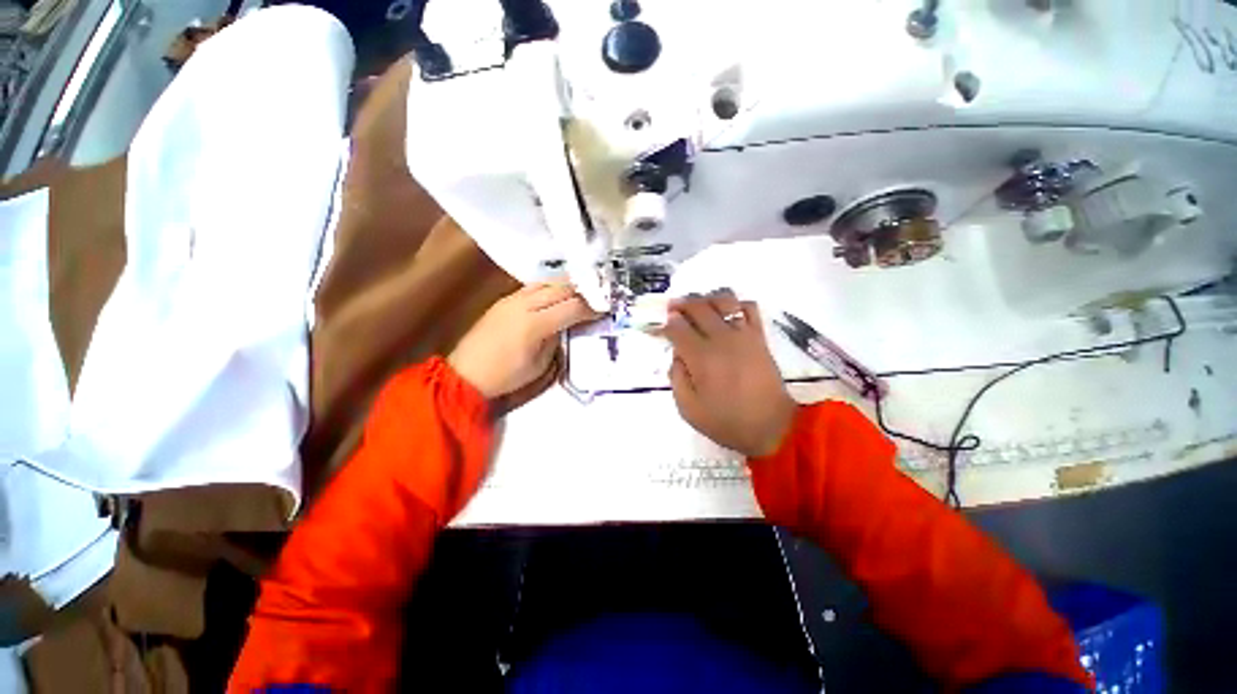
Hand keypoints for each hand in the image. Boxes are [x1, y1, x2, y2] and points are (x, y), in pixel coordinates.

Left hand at [449, 283, 598, 399]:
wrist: (466, 374)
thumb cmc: (506, 376)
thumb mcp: (540, 365)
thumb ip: (556, 340)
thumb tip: (567, 325)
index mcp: (535, 325)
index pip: (572, 308)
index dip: (591, 308)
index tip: (604, 309)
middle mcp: (524, 305)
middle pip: (561, 289)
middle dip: (583, 291)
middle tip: (598, 296)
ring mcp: (512, 299)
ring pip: (547, 282)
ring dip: (567, 285)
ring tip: (582, 291)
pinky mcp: (504, 300)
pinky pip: (533, 286)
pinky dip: (550, 287)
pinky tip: (557, 293)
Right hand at [662, 289, 796, 456]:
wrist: (771, 427)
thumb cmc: (726, 421)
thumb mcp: (689, 409)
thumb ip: (677, 378)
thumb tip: (677, 355)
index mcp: (701, 358)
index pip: (676, 328)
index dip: (664, 324)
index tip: (659, 327)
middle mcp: (721, 339)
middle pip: (697, 307)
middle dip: (681, 305)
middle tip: (672, 309)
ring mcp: (743, 335)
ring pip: (723, 301)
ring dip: (706, 299)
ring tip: (699, 307)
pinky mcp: (759, 337)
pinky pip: (749, 308)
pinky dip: (736, 304)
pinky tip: (727, 313)